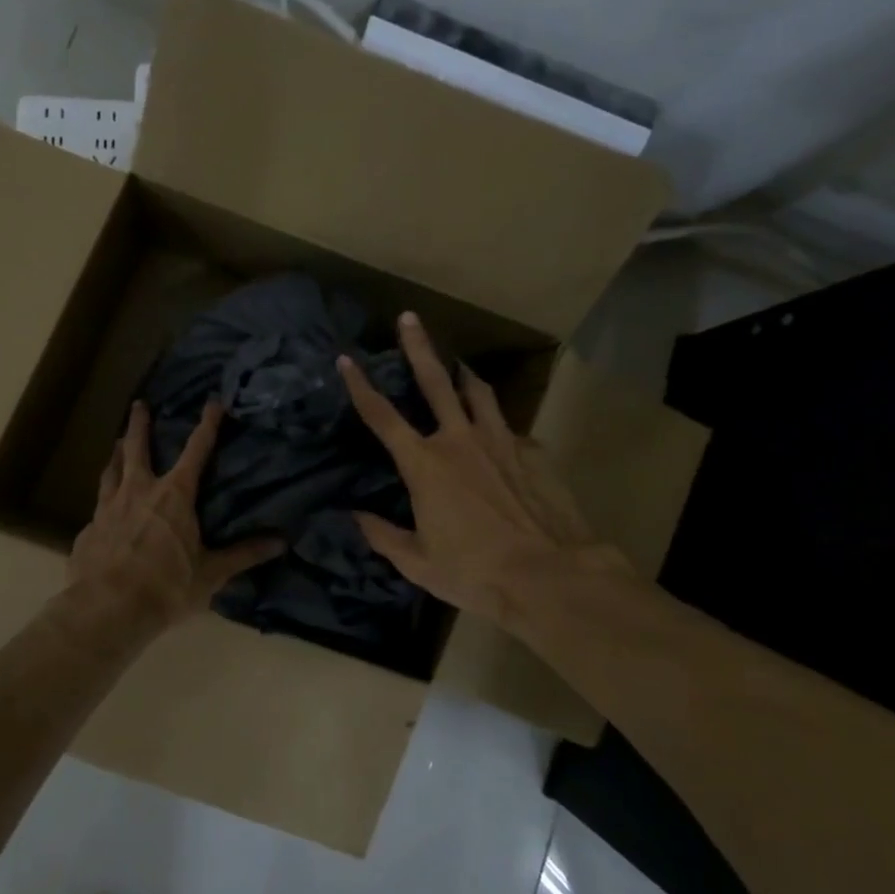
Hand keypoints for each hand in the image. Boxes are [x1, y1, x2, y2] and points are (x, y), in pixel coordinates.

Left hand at [68, 398, 284, 632]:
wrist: (107, 609)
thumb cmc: (167, 587)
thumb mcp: (211, 573)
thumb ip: (244, 554)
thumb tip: (281, 542)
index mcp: (174, 496)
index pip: (196, 451)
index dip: (207, 425)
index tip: (213, 402)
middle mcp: (139, 491)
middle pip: (138, 448)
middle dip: (141, 424)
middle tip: (139, 404)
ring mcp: (108, 507)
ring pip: (112, 470)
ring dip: (117, 453)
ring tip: (118, 442)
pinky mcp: (89, 528)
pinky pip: (99, 504)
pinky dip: (105, 497)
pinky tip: (104, 506)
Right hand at [338, 313, 628, 628]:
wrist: (548, 575)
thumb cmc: (474, 571)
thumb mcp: (418, 563)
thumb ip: (383, 535)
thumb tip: (356, 516)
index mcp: (424, 465)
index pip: (382, 417)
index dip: (360, 386)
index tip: (345, 360)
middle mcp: (459, 441)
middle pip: (434, 383)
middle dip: (418, 348)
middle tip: (409, 318)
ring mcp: (500, 442)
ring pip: (478, 394)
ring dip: (465, 376)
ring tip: (460, 366)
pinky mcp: (531, 453)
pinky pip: (511, 430)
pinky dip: (500, 429)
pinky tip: (503, 440)